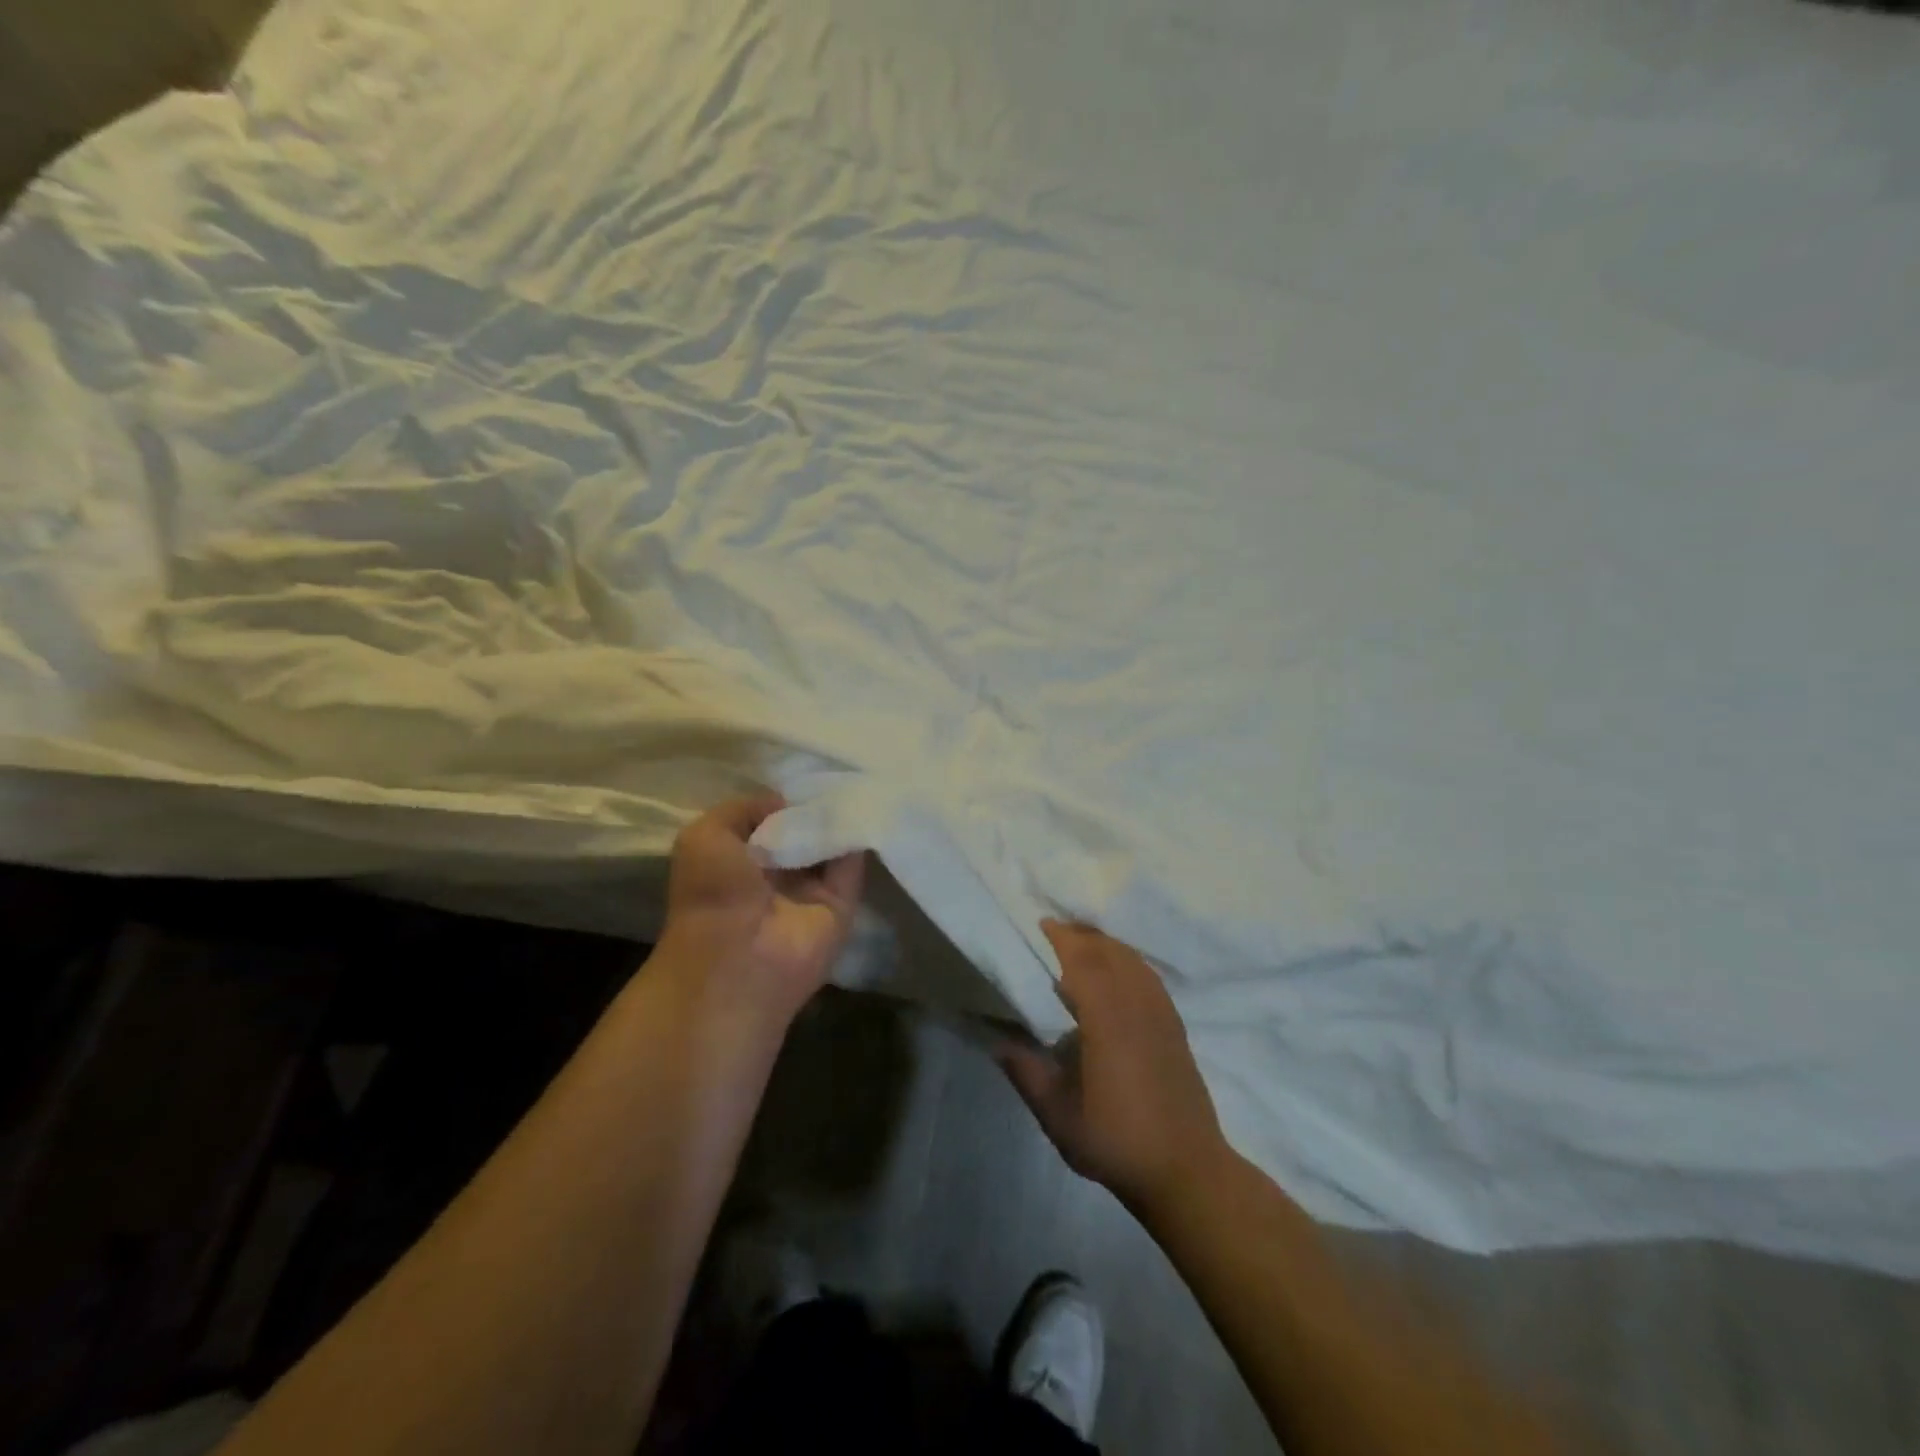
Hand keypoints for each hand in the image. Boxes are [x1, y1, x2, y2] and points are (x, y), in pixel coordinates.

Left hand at [661, 795, 865, 1021]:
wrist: (740, 956)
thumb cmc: (713, 893)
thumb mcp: (705, 835)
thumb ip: (743, 808)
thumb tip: (786, 802)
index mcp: (739, 860)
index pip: (768, 821)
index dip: (783, 798)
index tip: (804, 773)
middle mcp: (775, 874)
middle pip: (803, 830)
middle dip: (816, 804)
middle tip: (836, 774)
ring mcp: (809, 891)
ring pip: (831, 845)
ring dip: (841, 817)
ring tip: (855, 782)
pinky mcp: (841, 904)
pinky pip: (853, 864)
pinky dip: (860, 837)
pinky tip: (865, 806)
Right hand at [998, 922, 1229, 1213]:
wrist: (1185, 1170)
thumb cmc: (1115, 1141)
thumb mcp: (1057, 1114)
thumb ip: (1026, 1072)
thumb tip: (997, 1041)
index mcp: (1106, 1018)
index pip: (1083, 960)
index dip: (1062, 937)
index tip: (1042, 924)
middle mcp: (1136, 1004)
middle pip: (1109, 951)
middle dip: (1082, 934)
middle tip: (1056, 931)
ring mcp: (1161, 1013)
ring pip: (1133, 960)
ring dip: (1106, 944)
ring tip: (1082, 945)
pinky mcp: (1175, 1026)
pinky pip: (1149, 976)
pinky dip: (1128, 961)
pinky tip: (1117, 974)